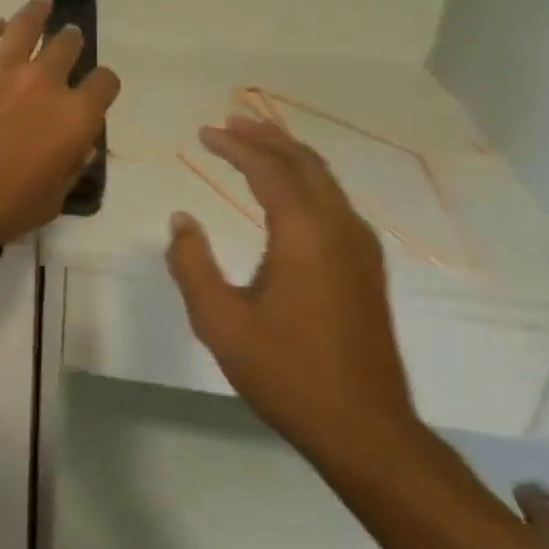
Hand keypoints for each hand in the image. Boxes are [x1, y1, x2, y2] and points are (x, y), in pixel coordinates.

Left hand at [0, 0, 120, 254]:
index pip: (104, 83)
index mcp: (75, 117)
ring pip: (28, 23)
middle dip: (71, 42)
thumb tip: (78, 150)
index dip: (102, 83)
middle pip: (68, 45)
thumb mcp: (49, 203)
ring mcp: (3, 64)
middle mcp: (45, 80)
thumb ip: (69, 172)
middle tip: (67, 41)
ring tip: (41, 6)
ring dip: (38, 13)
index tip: (94, 86)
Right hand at [164, 115, 418, 463]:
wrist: (364, 427)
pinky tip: (288, 191)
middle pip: (303, 163)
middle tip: (229, 122)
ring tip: (254, 142)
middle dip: (265, 137)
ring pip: (324, 180)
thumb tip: (181, 218)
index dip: (234, 145)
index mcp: (305, 234)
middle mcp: (339, 228)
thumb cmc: (285, 372)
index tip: (203, 131)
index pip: (268, 169)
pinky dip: (305, 180)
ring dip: (288, 155)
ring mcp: (360, 247)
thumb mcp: (220, 320)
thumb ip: (192, 262)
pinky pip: (334, 201)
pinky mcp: (366, 267)